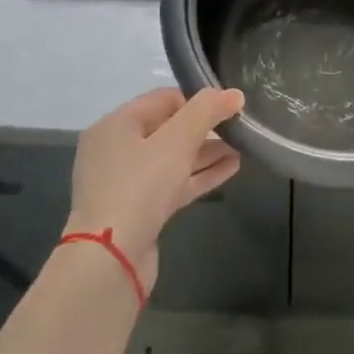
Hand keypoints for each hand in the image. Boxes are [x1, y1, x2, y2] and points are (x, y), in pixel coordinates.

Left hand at [64, 87, 243, 294]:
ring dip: (206, 152)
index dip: (197, 100)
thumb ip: (205, 112)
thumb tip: (234, 94)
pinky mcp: (140, 210)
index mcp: (116, 126)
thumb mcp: (176, 141)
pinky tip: (231, 168)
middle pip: (167, 129)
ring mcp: (127, 183)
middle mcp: (116, 150)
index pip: (163, 99)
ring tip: (242, 147)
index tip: (229, 106)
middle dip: (205, 128)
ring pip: (173, 159)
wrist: (110, 259)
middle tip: (239, 127)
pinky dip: (200, 175)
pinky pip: (173, 183)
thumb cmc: (139, 187)